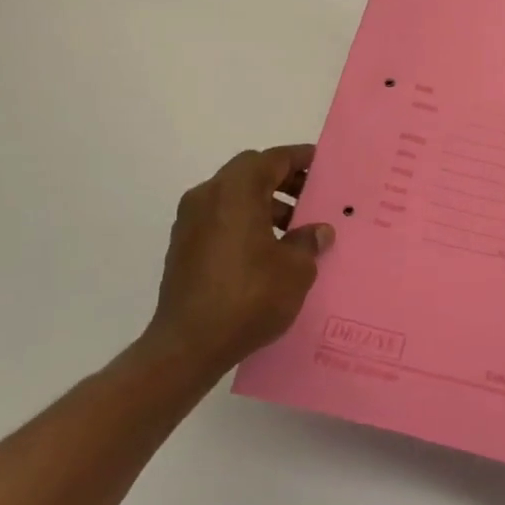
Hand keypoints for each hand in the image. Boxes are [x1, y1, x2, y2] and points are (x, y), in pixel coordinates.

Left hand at [142, 145, 334, 387]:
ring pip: (233, 196)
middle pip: (249, 172)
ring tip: (293, 230)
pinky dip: (244, 220)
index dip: (299, 158)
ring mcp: (190, 222)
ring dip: (263, 203)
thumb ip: (308, 242)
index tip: (321, 164)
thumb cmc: (249, 297)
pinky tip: (266, 250)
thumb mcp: (295, 269)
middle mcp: (208, 197)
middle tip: (310, 197)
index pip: (272, 159)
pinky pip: (220, 218)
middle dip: (281, 180)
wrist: (188, 345)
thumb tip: (317, 231)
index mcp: (236, 192)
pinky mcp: (182, 247)